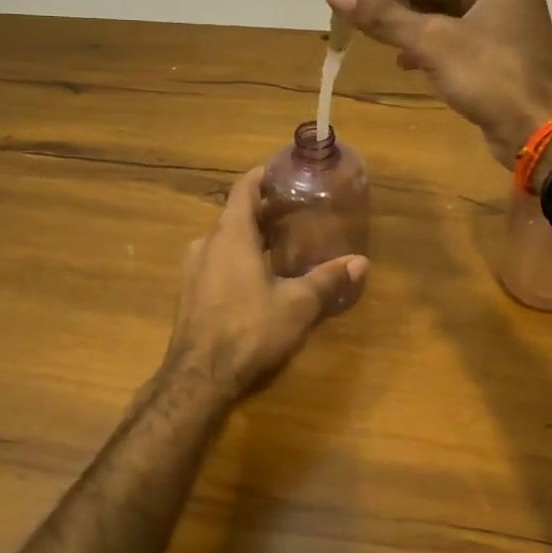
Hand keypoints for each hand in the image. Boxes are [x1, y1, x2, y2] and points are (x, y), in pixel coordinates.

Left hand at [164, 168, 367, 402]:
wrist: (197, 379)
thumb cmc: (248, 329)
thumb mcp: (297, 304)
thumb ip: (327, 279)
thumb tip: (362, 263)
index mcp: (231, 234)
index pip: (244, 189)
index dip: (263, 176)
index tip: (283, 172)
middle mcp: (207, 243)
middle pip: (236, 214)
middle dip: (264, 211)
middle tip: (296, 212)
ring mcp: (193, 269)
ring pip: (225, 240)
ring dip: (250, 237)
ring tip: (281, 244)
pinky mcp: (189, 293)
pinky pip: (216, 262)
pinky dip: (237, 258)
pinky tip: (258, 277)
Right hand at [322, 0, 551, 167]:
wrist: (536, 133)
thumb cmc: (493, 76)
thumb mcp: (433, 42)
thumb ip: (383, 14)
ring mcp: (491, 17)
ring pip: (433, 3)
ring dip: (395, 11)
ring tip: (350, 12)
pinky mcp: (484, 47)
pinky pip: (441, 30)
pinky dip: (416, 38)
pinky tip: (393, 54)